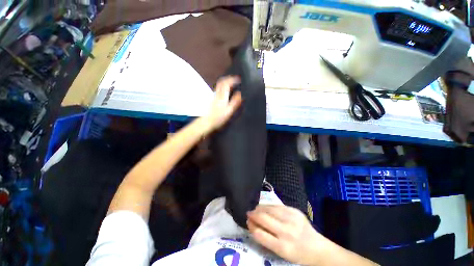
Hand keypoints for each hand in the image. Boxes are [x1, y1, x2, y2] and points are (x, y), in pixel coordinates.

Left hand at [202, 76, 242, 132]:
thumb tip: (240, 94)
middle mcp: (217, 95)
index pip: (226, 84)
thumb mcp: (229, 112)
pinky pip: (218, 91)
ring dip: (226, 82)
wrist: (207, 123)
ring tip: (232, 84)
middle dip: (228, 79)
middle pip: (221, 82)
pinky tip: (226, 92)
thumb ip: (235, 103)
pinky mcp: (213, 101)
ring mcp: (214, 97)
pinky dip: (223, 88)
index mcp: (222, 97)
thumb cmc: (218, 118)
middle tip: (235, 79)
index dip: (233, 80)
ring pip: (219, 86)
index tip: (239, 79)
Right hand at [247, 205, 323, 265]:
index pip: (260, 234)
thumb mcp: (280, 252)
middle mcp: (286, 232)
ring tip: (256, 208)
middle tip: (249, 213)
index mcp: (282, 247)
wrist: (317, 248)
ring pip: (270, 209)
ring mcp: (292, 219)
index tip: (247, 222)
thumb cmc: (297, 253)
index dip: (251, 226)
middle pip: (263, 218)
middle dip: (253, 214)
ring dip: (260, 208)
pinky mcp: (295, 211)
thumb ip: (266, 238)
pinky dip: (269, 206)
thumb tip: (253, 225)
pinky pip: (278, 205)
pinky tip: (266, 206)